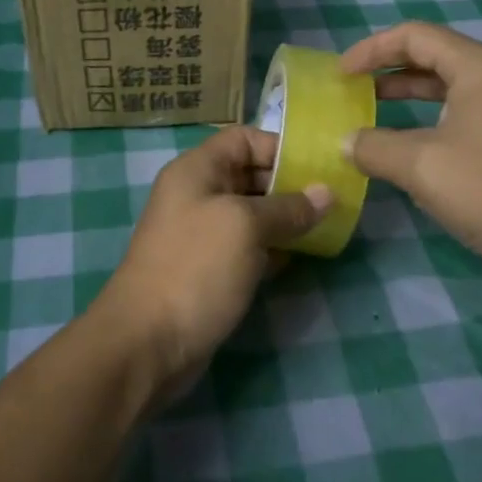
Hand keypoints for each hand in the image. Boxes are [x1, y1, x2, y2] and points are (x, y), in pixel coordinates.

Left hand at [94, 126, 329, 404]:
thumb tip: (327, 193)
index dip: (279, 147)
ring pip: (253, 215)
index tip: (318, 168)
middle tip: (334, 201)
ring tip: (328, 228)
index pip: (243, 139)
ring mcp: (203, 235)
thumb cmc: (196, 268)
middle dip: (290, 186)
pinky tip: (302, 257)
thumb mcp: (246, 227)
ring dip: (287, 220)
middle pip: (251, 175)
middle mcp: (198, 195)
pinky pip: (249, 247)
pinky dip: (274, 249)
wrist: (148, 343)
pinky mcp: (210, 270)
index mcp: (197, 171)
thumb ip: (288, 207)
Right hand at [340, 22, 481, 288]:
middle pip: (432, 56)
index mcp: (479, 67)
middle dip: (386, 70)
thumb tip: (346, 141)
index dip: (371, 49)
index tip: (338, 75)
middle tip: (350, 90)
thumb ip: (375, 147)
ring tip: (369, 113)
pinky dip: (427, 121)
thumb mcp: (423, 166)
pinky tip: (408, 148)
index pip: (414, 36)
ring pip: (447, 89)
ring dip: (406, 96)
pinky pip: (461, 116)